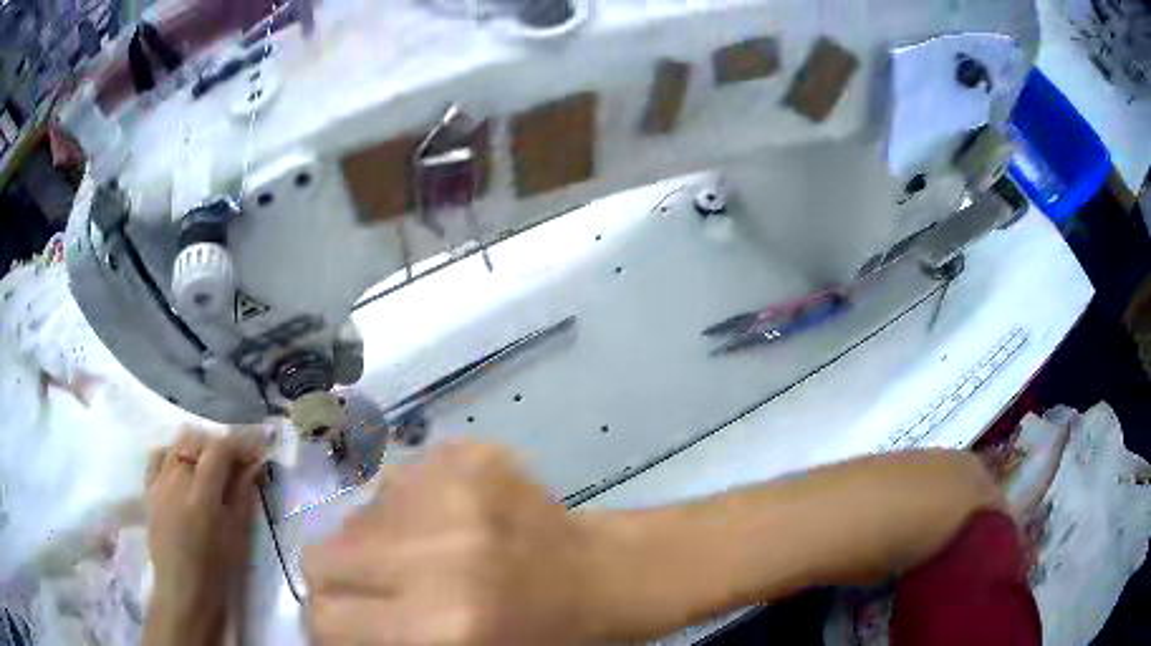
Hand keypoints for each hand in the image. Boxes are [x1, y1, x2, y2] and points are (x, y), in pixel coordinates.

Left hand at [144, 428, 264, 645]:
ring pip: (177, 443)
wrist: (183, 595)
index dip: (239, 444)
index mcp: (201, 499)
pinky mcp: (149, 490)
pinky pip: (158, 456)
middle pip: (196, 439)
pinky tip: (184, 469)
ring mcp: (158, 484)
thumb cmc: (216, 575)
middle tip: (236, 462)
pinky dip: (174, 453)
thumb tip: (255, 465)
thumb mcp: (236, 539)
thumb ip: (243, 497)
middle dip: (218, 444)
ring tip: (211, 466)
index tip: (256, 451)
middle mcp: (176, 482)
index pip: (218, 450)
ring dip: (197, 447)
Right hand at [304, 440, 595, 645]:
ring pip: (356, 513)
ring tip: (423, 555)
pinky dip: (406, 506)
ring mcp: (453, 489)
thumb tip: (325, 618)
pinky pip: (396, 479)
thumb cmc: (538, 635)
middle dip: (339, 577)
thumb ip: (381, 639)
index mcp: (441, 623)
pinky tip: (449, 522)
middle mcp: (438, 551)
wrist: (601, 575)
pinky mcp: (467, 453)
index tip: (343, 625)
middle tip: (373, 589)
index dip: (327, 625)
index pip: (325, 616)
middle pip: (323, 554)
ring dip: (374, 539)